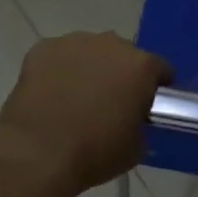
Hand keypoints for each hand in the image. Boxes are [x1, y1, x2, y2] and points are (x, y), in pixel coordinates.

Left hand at [0, 32, 171, 196]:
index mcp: (141, 65)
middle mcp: (111, 44)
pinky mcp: (42, 49)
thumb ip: (141, 123)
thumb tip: (133, 119)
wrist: (37, 154)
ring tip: (76, 98)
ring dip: (89, 68)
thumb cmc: (95, 152)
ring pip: (90, 52)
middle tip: (110, 102)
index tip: (149, 104)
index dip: (157, 86)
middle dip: (120, 74)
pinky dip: (58, 70)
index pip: (160, 69)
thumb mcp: (136, 147)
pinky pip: (58, 56)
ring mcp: (74, 42)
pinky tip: (51, 94)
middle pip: (123, 55)